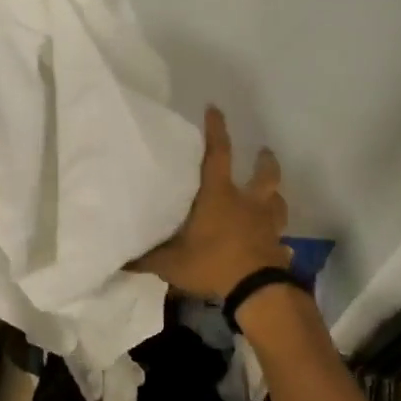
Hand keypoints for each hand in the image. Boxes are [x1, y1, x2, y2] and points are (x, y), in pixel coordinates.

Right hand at [135, 106, 290, 300]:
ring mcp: (268, 225)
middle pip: (264, 175)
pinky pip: (280, 238)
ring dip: (275, 195)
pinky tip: (275, 244)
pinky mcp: (278, 247)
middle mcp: (248, 204)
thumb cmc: (212, 264)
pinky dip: (277, 238)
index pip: (218, 154)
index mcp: (220, 196)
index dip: (217, 131)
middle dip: (264, 161)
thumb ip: (147, 259)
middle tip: (263, 152)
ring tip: (272, 194)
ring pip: (278, 202)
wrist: (256, 291)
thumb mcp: (170, 263)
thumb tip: (120, 260)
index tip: (216, 110)